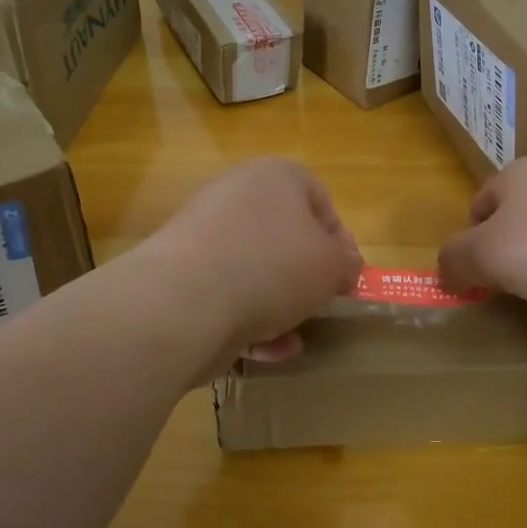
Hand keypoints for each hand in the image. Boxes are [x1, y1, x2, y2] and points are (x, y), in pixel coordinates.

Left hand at [142, 159, 362, 368]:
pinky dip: (246, 321)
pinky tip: (262, 350)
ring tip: (291, 336)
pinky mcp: (180, 274)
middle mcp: (235, 195)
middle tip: (319, 304)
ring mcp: (202, 235)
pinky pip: (225, 294)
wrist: (186, 302)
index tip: (346, 276)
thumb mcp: (332, 266)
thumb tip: (343, 267)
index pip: (320, 199)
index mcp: (275, 177)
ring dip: (278, 306)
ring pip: (254, 270)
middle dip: (304, 277)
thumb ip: (347, 264)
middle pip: (283, 237)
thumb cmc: (273, 268)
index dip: (340, 240)